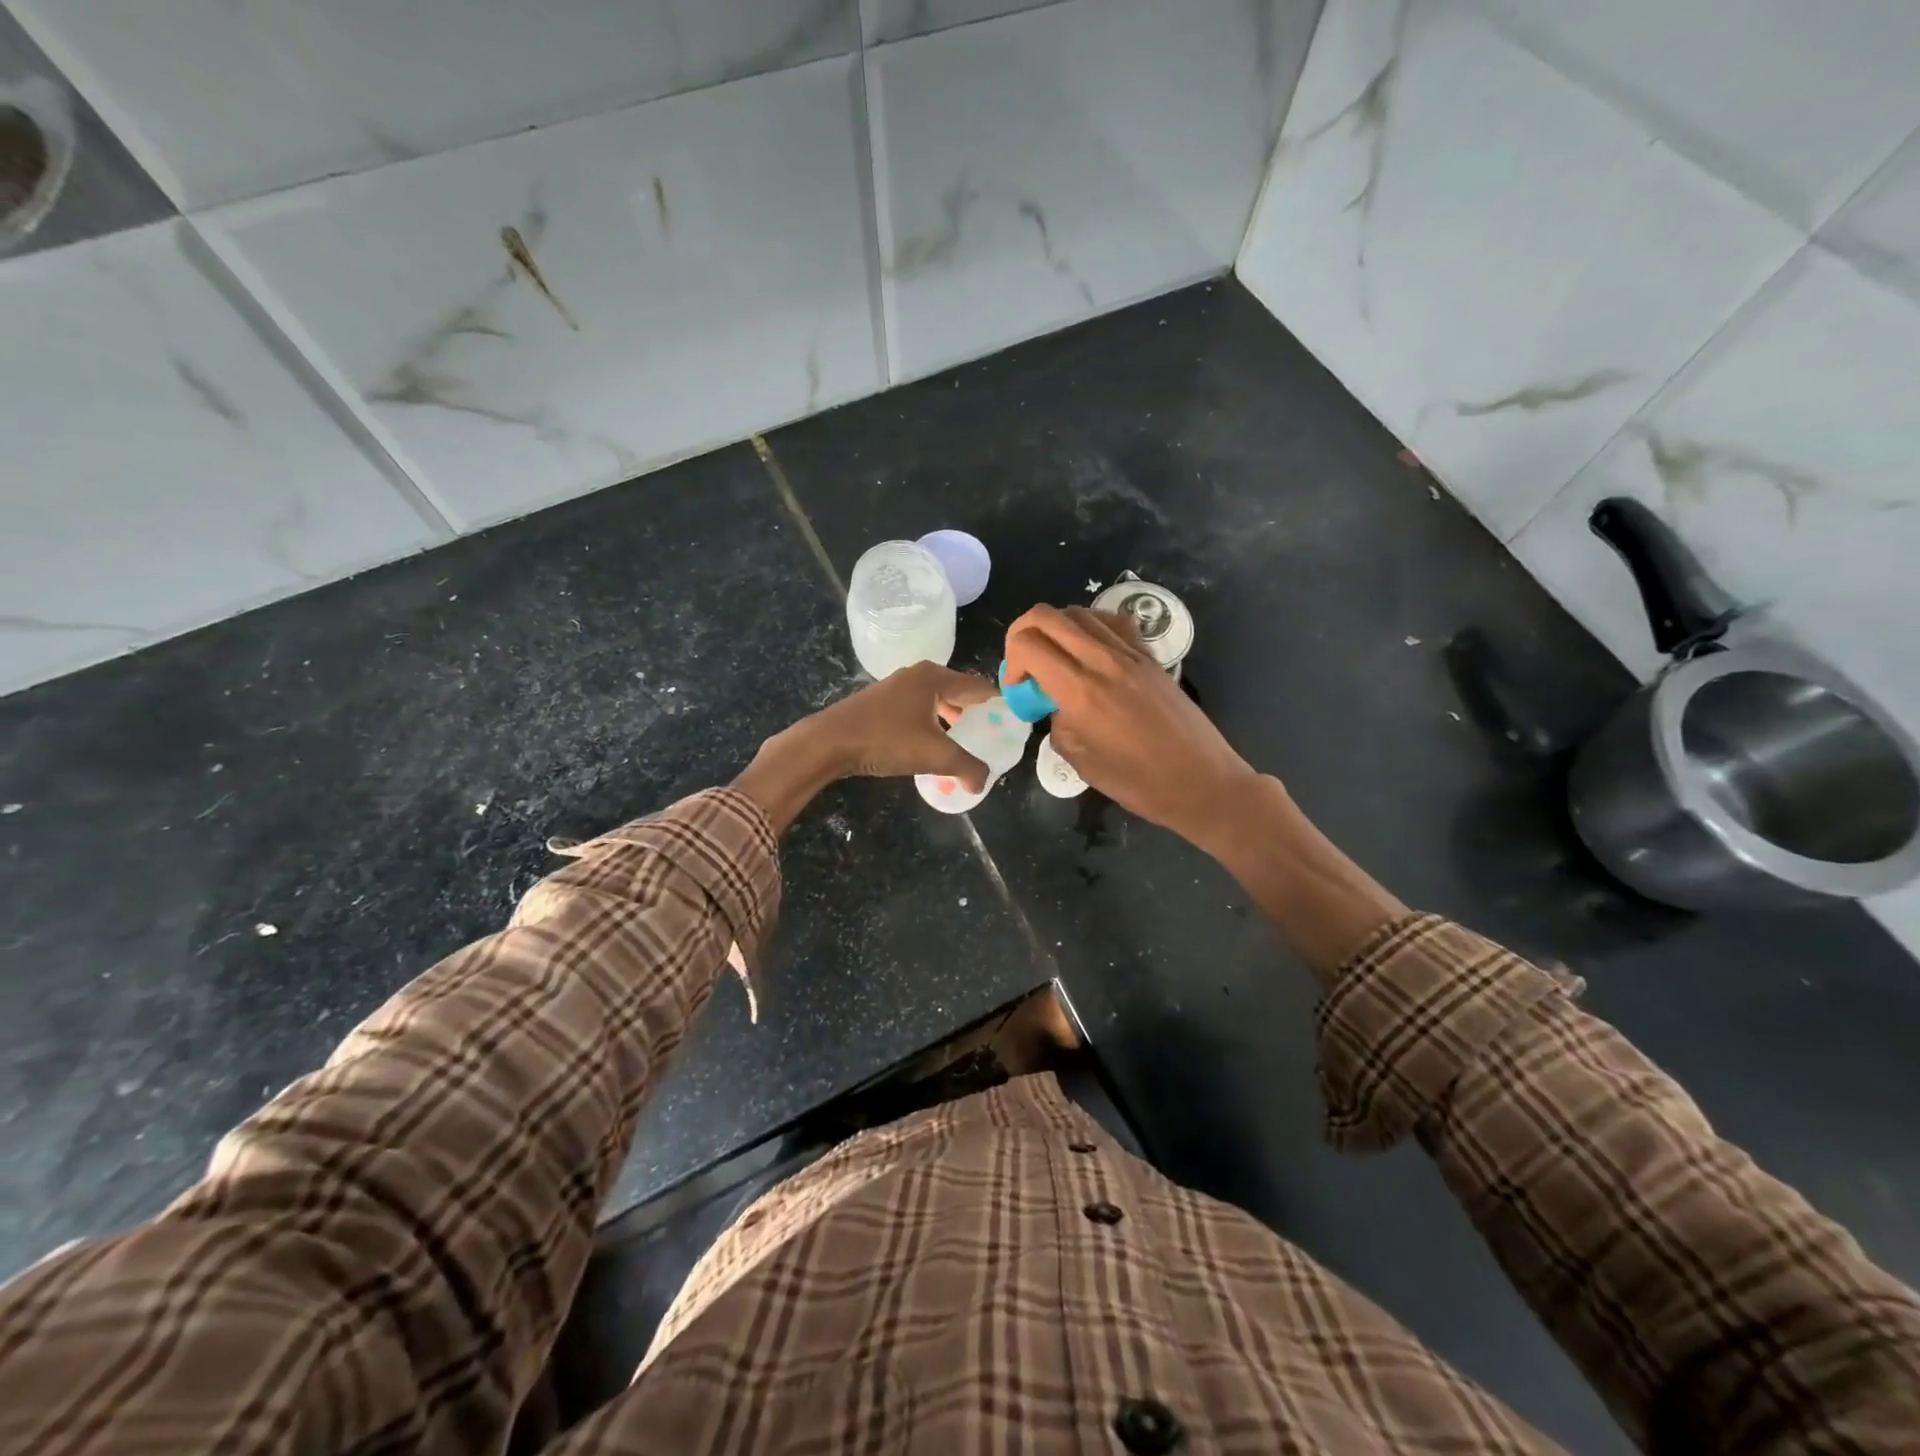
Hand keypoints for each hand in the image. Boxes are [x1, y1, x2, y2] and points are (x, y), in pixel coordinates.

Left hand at [804, 661, 997, 785]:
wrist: (830, 741)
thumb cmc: (886, 740)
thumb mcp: (935, 756)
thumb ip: (967, 767)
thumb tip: (982, 782)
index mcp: (936, 677)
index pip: (979, 686)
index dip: (999, 703)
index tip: (1013, 721)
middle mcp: (918, 675)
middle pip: (958, 692)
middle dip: (976, 713)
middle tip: (991, 735)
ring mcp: (897, 686)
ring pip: (936, 701)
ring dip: (952, 720)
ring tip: (964, 743)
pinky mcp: (881, 702)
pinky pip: (918, 709)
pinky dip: (931, 723)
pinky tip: (931, 745)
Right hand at [1005, 605, 1256, 845]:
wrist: (1202, 782)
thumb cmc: (1138, 782)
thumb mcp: (1080, 761)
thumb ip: (1058, 723)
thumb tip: (1058, 705)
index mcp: (1080, 690)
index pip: (1028, 644)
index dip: (1010, 660)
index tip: (1018, 686)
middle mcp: (1103, 661)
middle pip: (1047, 616)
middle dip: (1023, 633)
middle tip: (1026, 664)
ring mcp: (1130, 654)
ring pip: (1080, 613)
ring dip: (1056, 629)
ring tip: (1058, 659)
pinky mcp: (1150, 657)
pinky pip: (1113, 623)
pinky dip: (1091, 627)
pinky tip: (1090, 652)